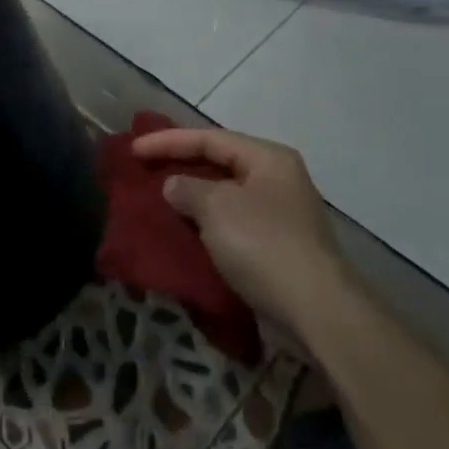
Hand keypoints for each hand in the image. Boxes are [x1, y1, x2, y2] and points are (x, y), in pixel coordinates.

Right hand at [132, 127, 352, 335]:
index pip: (209, 138)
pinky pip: (231, 224)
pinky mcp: (276, 246)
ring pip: (224, 196)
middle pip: (219, 163)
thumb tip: (175, 186)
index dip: (168, 141)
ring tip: (157, 199)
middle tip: (143, 169)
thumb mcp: (216, 207)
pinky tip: (184, 231)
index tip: (133, 150)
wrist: (315, 309)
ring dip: (191, 198)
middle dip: (181, 166)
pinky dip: (205, 224)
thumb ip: (187, 188)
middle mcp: (277, 179)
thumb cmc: (263, 244)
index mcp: (268, 158)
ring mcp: (279, 214)